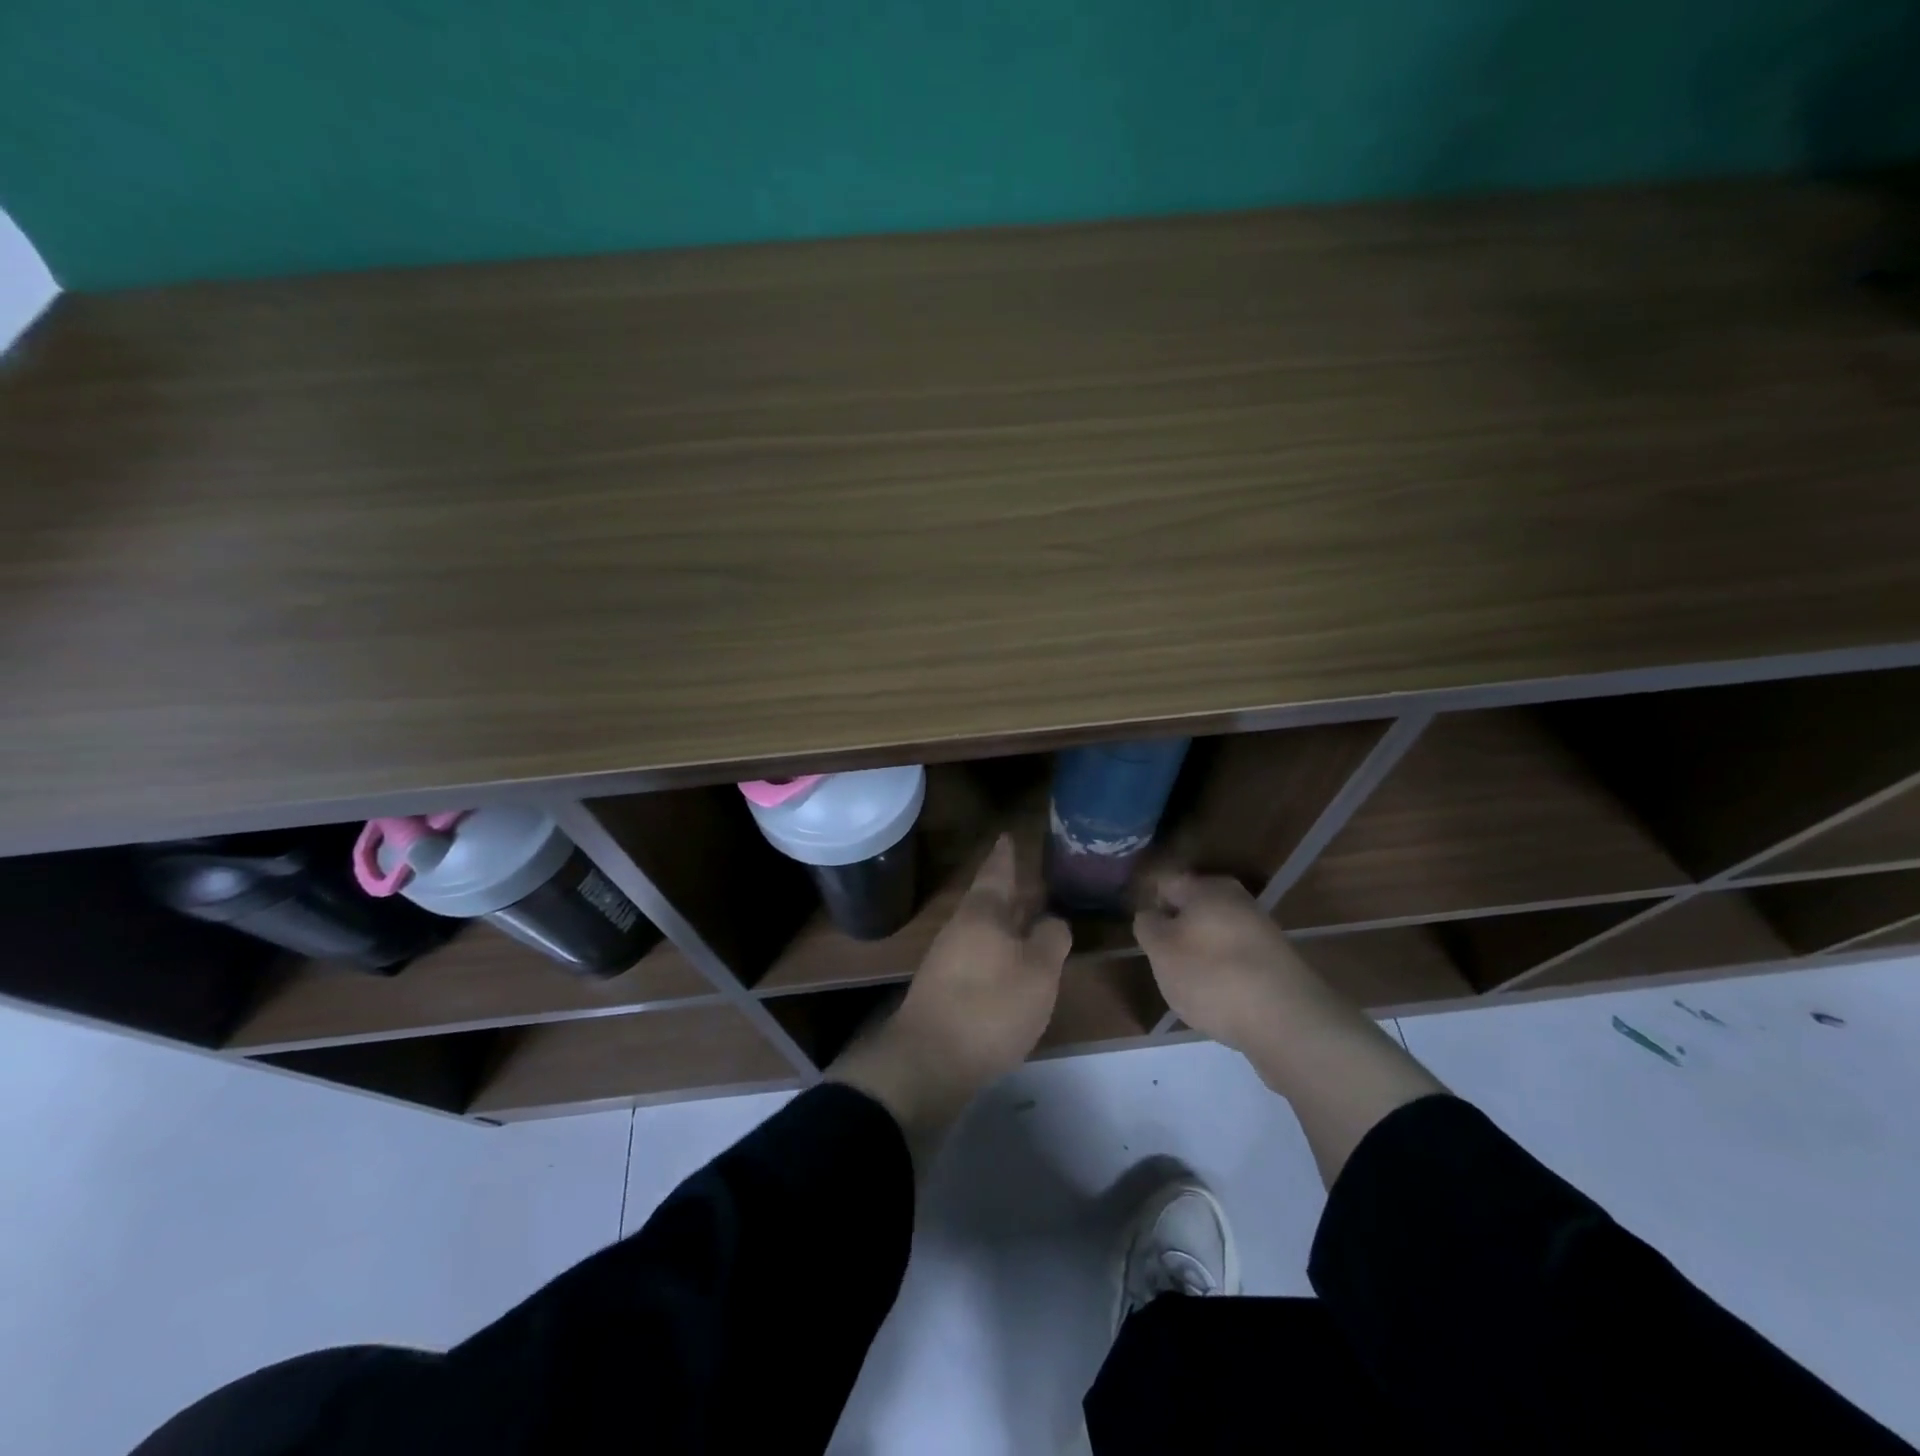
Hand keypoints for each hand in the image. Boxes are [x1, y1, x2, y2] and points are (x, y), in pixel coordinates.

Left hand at [830, 835, 1069, 1162]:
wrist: (929, 1060)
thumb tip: (1052, 921)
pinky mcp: (945, 988)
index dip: (1006, 854)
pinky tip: (1011, 966)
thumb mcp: (1038, 972)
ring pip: (984, 929)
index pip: (997, 871)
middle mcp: (962, 927)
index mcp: (984, 913)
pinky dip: (998, 952)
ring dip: (1006, 924)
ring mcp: (948, 957)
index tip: (1008, 835)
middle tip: (1032, 879)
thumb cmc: (990, 1006)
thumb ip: (1050, 939)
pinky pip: (978, 956)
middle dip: (1011, 891)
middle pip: (989, 900)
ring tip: (1030, 922)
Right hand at [1132, 873, 1320, 1055]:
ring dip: (1200, 956)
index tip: (1142, 935)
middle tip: (1163, 963)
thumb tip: (1151, 915)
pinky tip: (1219, 1001)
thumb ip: (1148, 926)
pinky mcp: (1276, 964)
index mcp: (1208, 887)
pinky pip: (1237, 962)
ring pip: (1216, 937)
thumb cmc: (1211, 976)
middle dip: (1177, 933)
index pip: (1166, 884)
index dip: (1150, 907)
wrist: (1287, 1022)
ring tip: (1190, 988)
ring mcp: (1261, 932)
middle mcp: (1238, 901)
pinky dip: (1224, 977)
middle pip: (1194, 911)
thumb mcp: (1161, 950)